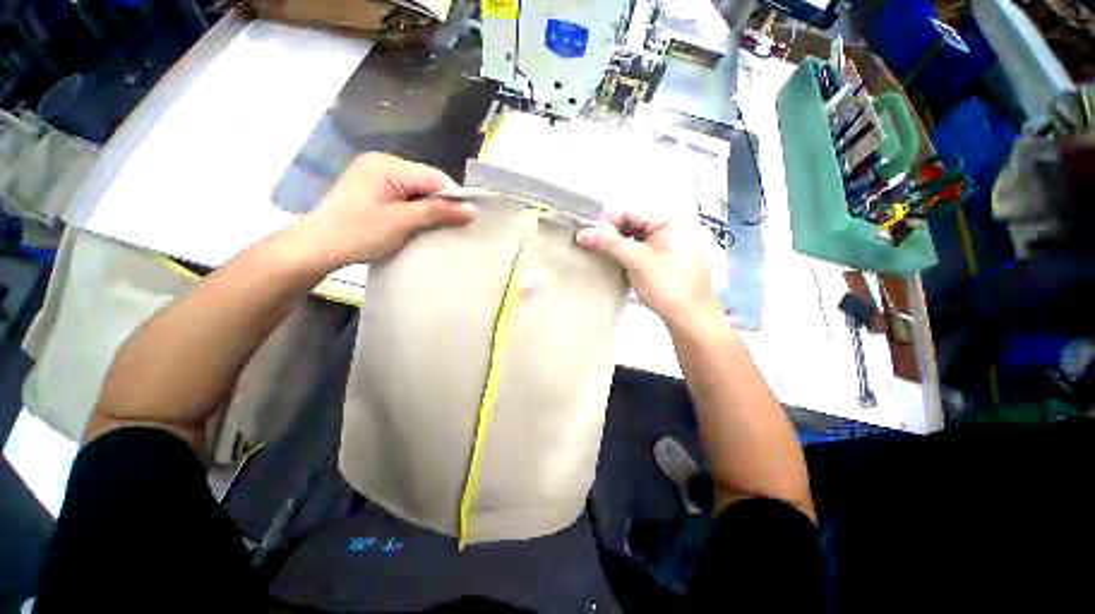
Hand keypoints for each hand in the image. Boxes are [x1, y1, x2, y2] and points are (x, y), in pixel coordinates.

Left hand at [293, 153, 474, 269]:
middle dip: (440, 204)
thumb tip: (471, 210)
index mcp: (388, 164)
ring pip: (416, 190)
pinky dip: (414, 209)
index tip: (463, 220)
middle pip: (426, 181)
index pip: (435, 177)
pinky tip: (415, 223)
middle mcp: (382, 162)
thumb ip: (438, 212)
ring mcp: (374, 174)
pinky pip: (403, 195)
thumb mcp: (403, 222)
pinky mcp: (371, 188)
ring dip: (428, 208)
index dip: (453, 197)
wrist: (318, 247)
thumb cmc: (360, 233)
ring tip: (432, 227)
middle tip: (448, 227)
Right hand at [577, 210, 718, 325]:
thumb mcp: (638, 261)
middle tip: (591, 242)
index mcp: (673, 224)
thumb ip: (610, 244)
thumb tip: (586, 233)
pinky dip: (627, 256)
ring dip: (618, 246)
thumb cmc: (671, 288)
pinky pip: (641, 253)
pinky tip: (615, 262)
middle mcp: (674, 233)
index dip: (609, 220)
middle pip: (635, 227)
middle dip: (612, 234)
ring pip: (637, 241)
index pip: (634, 214)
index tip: (589, 228)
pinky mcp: (665, 264)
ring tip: (600, 252)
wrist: (689, 319)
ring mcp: (670, 249)